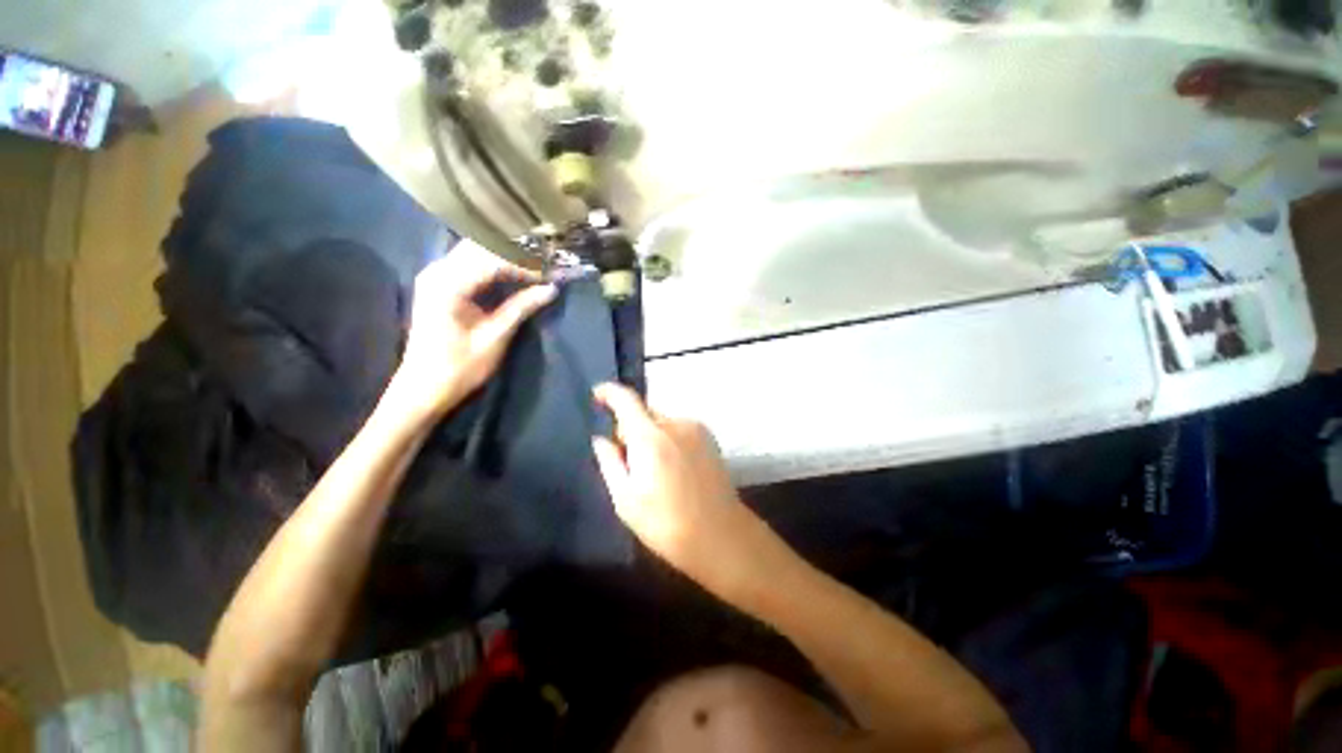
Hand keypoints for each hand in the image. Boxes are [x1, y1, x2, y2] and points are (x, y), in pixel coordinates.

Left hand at [389, 242, 555, 420]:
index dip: (526, 264)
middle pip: (482, 247)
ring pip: (476, 251)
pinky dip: (494, 265)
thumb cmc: (459, 368)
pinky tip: (513, 274)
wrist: (422, 389)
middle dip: (516, 254)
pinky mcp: (439, 284)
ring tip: (535, 268)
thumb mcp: (495, 338)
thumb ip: (521, 308)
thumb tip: (551, 289)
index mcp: (448, 285)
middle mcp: (438, 272)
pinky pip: (470, 263)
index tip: (552, 273)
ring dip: (506, 257)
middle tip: (546, 267)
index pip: (493, 260)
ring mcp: (436, 276)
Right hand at [592, 383, 779, 596]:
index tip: (597, 396)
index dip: (609, 392)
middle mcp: (676, 424)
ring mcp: (696, 429)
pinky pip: (678, 429)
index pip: (626, 400)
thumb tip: (601, 439)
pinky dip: (669, 440)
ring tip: (655, 472)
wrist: (720, 535)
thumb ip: (610, 463)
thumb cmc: (666, 523)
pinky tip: (673, 469)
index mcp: (651, 437)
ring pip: (662, 422)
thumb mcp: (626, 500)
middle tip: (629, 462)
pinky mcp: (709, 438)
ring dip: (651, 436)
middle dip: (631, 429)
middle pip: (644, 413)